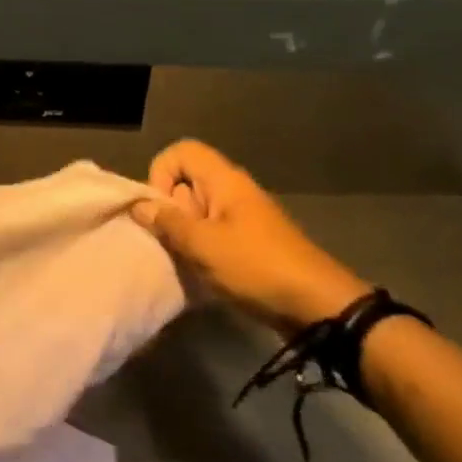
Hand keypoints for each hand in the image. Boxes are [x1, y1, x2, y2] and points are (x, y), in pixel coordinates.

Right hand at [130, 140, 369, 334]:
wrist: (322, 309)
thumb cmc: (258, 267)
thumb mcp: (204, 246)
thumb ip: (167, 223)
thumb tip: (139, 206)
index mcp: (224, 180)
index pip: (181, 152)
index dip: (161, 172)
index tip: (161, 208)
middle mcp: (234, 191)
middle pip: (187, 182)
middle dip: (171, 209)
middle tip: (173, 240)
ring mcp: (245, 218)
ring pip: (198, 211)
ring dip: (185, 234)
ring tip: (188, 261)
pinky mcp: (252, 244)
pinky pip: (215, 233)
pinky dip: (203, 249)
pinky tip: (206, 274)